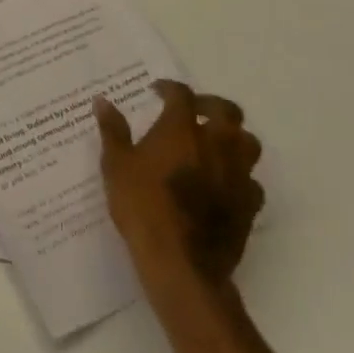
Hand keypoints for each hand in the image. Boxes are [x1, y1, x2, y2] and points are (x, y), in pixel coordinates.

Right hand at [94, 80, 263, 284]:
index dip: (170, 88)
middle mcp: (215, 144)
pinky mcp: (249, 206)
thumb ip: (112, 130)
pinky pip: (252, 181)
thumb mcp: (116, 165)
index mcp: (181, 129)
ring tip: (215, 143)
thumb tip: (102, 101)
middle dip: (211, 105)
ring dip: (233, 137)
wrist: (181, 264)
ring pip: (248, 143)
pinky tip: (224, 183)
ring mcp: (237, 175)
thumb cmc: (143, 207)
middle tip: (193, 111)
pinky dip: (240, 175)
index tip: (157, 92)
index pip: (182, 94)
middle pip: (227, 111)